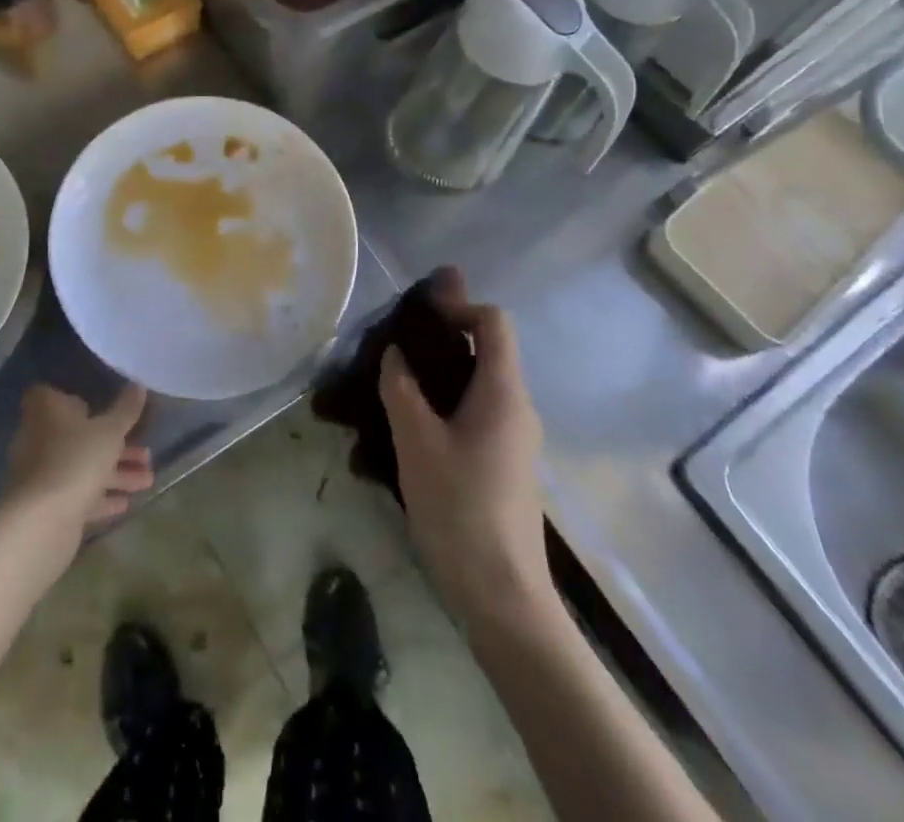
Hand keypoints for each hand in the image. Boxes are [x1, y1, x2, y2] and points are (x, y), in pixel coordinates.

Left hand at [6, 383, 153, 536]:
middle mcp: (39, 438)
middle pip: (79, 435)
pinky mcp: (48, 504)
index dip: (79, 400)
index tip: (104, 407)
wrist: (42, 521)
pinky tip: (126, 503)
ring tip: (148, 480)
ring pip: (83, 467)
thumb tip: (138, 385)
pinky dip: (101, 496)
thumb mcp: (110, 431)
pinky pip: (79, 494)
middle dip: (114, 445)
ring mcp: (42, 473)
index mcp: (47, 411)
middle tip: (146, 453)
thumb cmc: (76, 459)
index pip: (56, 396)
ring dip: (116, 473)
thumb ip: (126, 410)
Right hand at [379, 269, 554, 630]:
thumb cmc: (460, 509)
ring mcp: (512, 438)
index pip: (493, 322)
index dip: (458, 306)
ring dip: (434, 376)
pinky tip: (403, 430)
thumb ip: (401, 388)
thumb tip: (394, 353)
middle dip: (438, 340)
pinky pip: (472, 415)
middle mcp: (515, 407)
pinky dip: (440, 406)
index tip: (418, 316)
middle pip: (484, 351)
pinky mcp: (502, 464)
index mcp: (503, 393)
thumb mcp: (416, 442)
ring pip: (473, 385)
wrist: (504, 597)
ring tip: (388, 386)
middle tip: (391, 347)